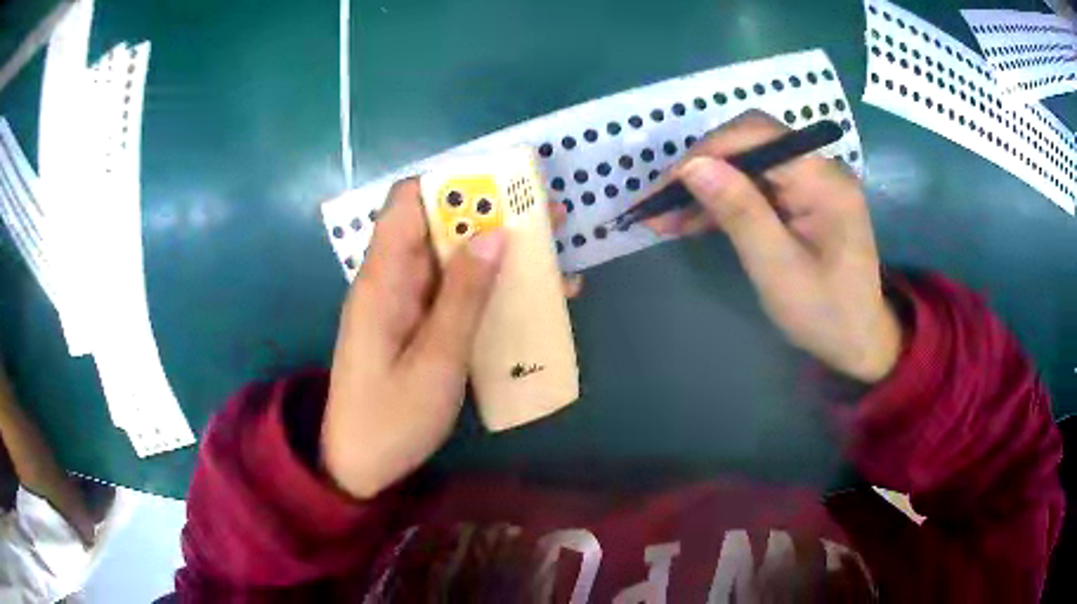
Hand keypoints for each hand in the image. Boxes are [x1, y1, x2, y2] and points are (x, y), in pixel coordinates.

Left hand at [322, 180, 579, 498]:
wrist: (360, 465)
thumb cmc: (391, 418)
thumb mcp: (435, 361)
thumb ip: (463, 296)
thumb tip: (495, 233)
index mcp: (383, 278)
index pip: (407, 202)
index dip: (452, 183)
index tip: (503, 185)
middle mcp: (393, 279)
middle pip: (439, 225)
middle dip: (492, 216)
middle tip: (549, 218)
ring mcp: (406, 302)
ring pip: (453, 258)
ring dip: (500, 252)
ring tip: (555, 254)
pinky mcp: (418, 324)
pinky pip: (455, 291)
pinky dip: (491, 287)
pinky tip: (534, 297)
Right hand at [648, 111, 900, 382]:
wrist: (858, 342)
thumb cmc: (824, 313)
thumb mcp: (778, 268)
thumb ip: (740, 212)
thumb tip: (692, 165)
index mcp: (824, 180)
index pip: (758, 135)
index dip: (708, 151)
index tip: (666, 185)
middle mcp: (819, 169)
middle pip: (751, 144)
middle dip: (703, 167)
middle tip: (660, 203)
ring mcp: (812, 183)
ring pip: (748, 165)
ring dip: (707, 186)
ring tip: (666, 218)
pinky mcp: (803, 199)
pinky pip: (758, 186)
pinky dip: (724, 201)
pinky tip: (694, 221)